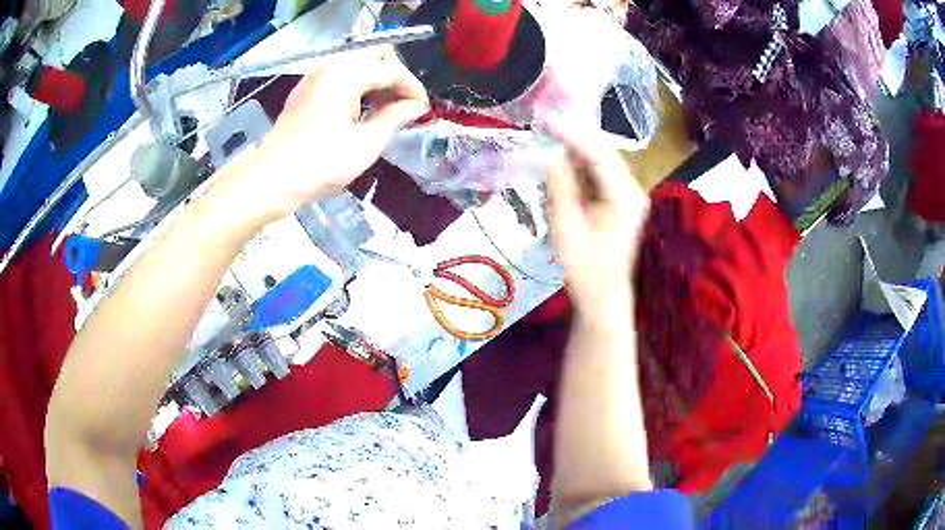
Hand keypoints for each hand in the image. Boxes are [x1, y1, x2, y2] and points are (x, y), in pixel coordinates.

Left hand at [217, 47, 428, 225]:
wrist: (270, 182)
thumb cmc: (320, 164)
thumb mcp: (365, 144)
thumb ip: (394, 118)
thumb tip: (415, 107)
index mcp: (345, 75)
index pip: (391, 70)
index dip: (412, 88)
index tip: (424, 110)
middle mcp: (329, 69)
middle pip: (373, 67)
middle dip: (394, 88)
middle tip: (407, 114)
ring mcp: (312, 81)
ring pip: (355, 76)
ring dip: (375, 92)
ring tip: (387, 117)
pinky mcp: (303, 95)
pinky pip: (338, 86)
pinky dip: (355, 96)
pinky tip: (361, 117)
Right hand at [545, 124, 648, 313]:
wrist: (603, 296)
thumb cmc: (585, 269)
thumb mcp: (567, 228)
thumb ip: (560, 188)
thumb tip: (551, 155)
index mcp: (626, 197)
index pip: (599, 155)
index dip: (571, 134)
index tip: (545, 120)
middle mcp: (632, 190)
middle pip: (602, 153)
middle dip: (573, 137)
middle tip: (543, 123)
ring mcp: (627, 195)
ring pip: (599, 161)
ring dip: (574, 150)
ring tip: (547, 136)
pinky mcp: (619, 201)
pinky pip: (597, 175)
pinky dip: (578, 166)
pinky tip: (560, 160)